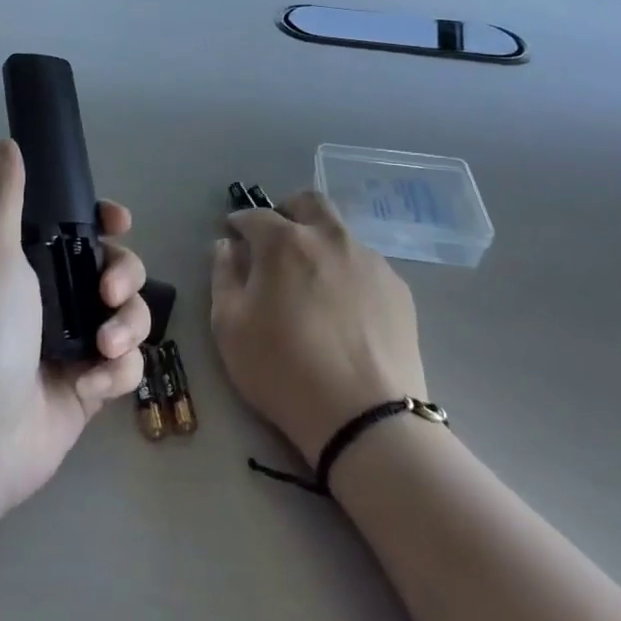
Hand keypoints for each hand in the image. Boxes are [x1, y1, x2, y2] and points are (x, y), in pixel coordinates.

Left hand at [0, 139, 151, 522]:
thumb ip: (4, 196)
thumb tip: (4, 142)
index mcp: (31, 263)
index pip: (81, 229)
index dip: (106, 222)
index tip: (118, 222)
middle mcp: (55, 298)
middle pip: (116, 268)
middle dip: (124, 275)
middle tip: (106, 295)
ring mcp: (75, 343)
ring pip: (130, 315)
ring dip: (127, 326)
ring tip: (103, 347)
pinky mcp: (89, 387)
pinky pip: (127, 365)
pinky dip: (117, 371)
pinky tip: (91, 384)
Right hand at [211, 190, 426, 464]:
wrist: (364, 417)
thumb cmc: (283, 370)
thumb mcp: (229, 328)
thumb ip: (223, 276)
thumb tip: (227, 246)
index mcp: (284, 241)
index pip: (255, 215)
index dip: (239, 223)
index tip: (233, 236)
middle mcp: (329, 237)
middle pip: (308, 203)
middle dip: (287, 212)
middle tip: (276, 241)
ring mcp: (369, 260)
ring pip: (340, 233)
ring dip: (320, 243)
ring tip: (313, 282)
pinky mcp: (397, 288)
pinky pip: (365, 265)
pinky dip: (347, 273)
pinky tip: (344, 309)